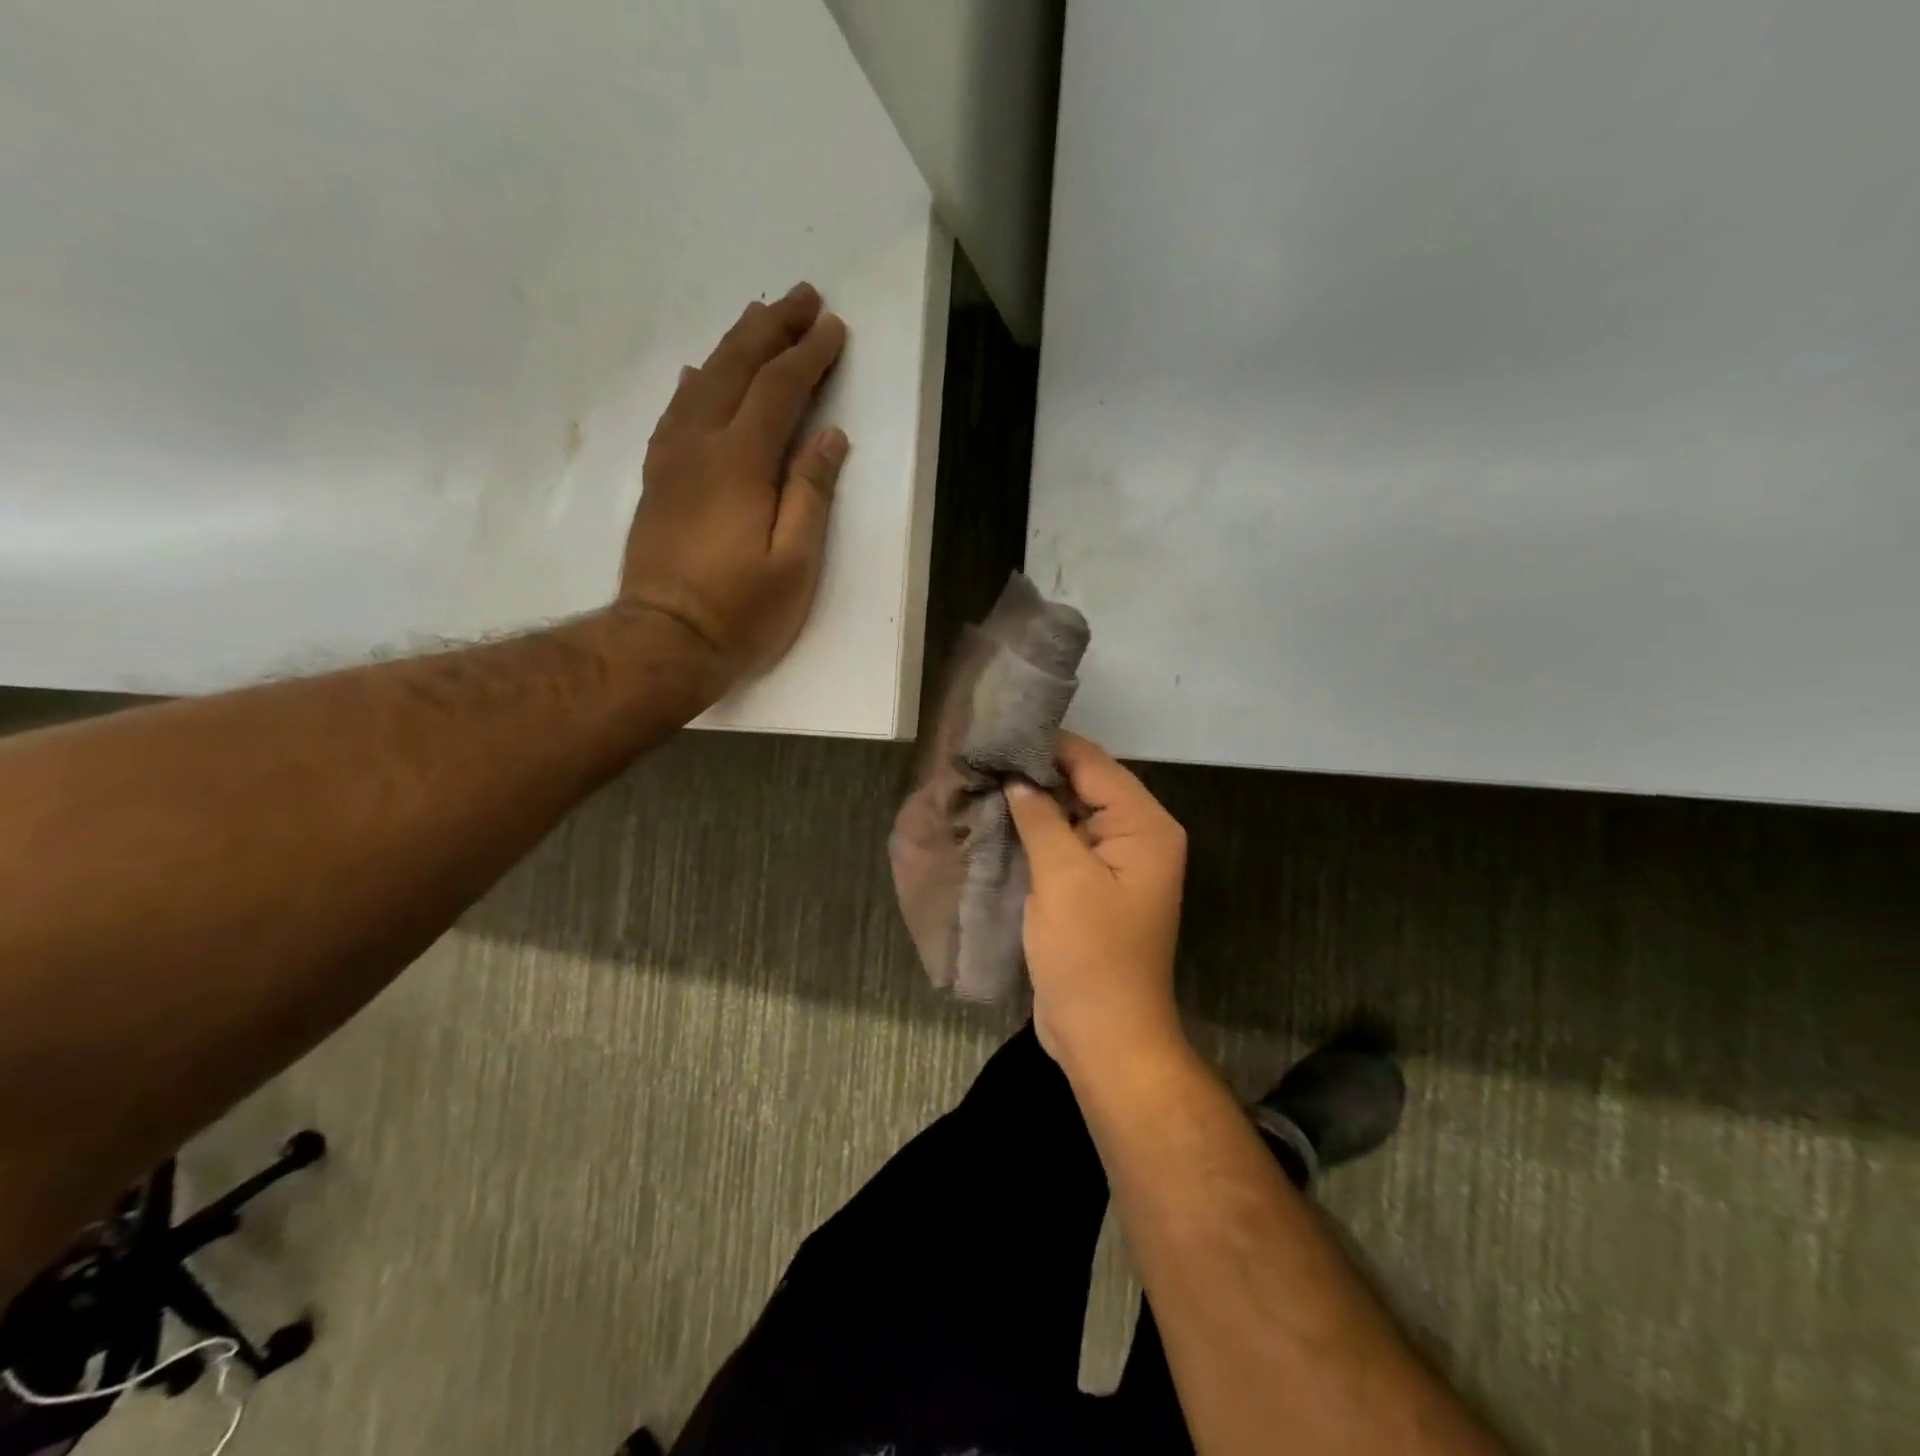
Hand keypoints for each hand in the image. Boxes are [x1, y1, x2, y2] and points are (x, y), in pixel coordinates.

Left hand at [620, 282, 849, 693]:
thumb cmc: (740, 611)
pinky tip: (700, 375)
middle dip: (771, 329)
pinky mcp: (657, 481)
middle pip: (736, 370)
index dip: (808, 355)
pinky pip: (675, 414)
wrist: (664, 641)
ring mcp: (672, 461)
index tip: (833, 326)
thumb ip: (811, 494)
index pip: (778, 390)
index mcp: (741, 463)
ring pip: (703, 384)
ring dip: (733, 346)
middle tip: (801, 297)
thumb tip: (830, 437)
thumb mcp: (795, 562)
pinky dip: (694, 385)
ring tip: (759, 320)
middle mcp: (701, 446)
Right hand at [1006, 732, 1188, 1073]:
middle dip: (1037, 770)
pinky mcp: (1093, 885)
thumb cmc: (1089, 955)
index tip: (998, 730)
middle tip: (983, 753)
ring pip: (1072, 813)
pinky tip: (999, 817)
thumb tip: (1017, 776)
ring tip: (984, 776)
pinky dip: (1037, 830)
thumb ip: (1041, 817)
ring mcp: (1116, 862)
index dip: (1047, 745)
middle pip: (1085, 784)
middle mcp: (1138, 836)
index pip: (1094, 764)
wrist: (1103, 1036)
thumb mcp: (1062, 878)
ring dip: (1034, 800)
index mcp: (1145, 826)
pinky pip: (1065, 842)